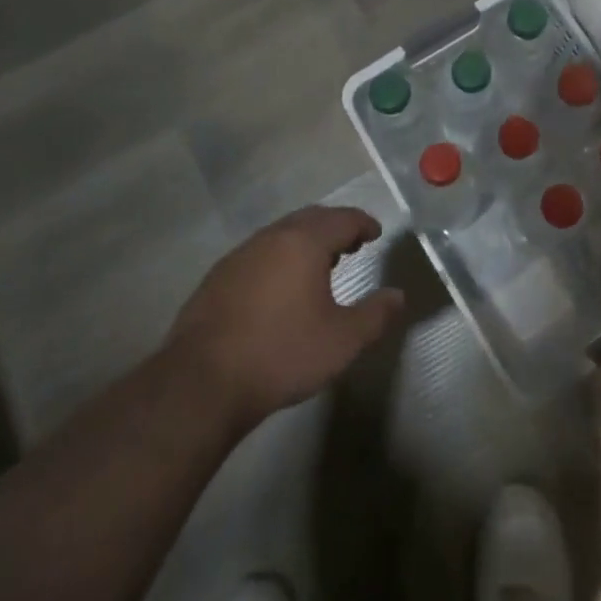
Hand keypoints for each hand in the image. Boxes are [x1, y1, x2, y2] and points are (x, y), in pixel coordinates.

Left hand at [166, 207, 405, 430]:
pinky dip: (279, 257)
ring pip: (282, 233)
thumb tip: (398, 296)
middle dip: (335, 227)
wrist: (202, 383)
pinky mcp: (218, 276)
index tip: (375, 234)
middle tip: (352, 245)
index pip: (343, 219)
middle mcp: (272, 237)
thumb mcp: (342, 341)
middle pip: (311, 218)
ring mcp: (240, 254)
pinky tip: (279, 287)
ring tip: (319, 265)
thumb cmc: (282, 354)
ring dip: (305, 241)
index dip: (363, 223)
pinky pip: (259, 252)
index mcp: (304, 243)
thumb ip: (375, 315)